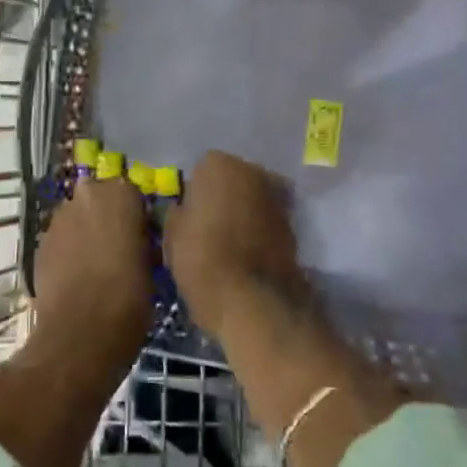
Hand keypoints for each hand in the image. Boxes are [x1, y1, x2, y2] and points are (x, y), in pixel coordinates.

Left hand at [31, 176, 151, 375]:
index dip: (137, 216)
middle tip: (119, 248)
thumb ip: (141, 238)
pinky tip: (77, 275)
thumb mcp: (152, 264)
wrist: (80, 334)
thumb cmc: (129, 297)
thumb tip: (138, 238)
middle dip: (107, 217)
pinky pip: (61, 238)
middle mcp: (86, 195)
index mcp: (120, 194)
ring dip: (86, 231)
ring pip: (78, 217)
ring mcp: (58, 218)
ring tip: (96, 264)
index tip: (142, 237)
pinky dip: (69, 249)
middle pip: (100, 199)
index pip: (133, 193)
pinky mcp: (40, 242)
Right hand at [163, 151, 303, 336]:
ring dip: (242, 214)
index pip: (201, 170)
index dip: (194, 195)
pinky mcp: (293, 227)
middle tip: (206, 229)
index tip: (188, 218)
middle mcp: (253, 171)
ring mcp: (277, 198)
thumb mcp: (172, 236)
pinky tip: (244, 256)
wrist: (254, 302)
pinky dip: (258, 232)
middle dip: (222, 198)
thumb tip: (184, 209)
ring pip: (251, 200)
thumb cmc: (203, 260)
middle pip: (231, 181)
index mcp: (219, 165)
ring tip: (226, 246)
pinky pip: (266, 222)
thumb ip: (177, 213)